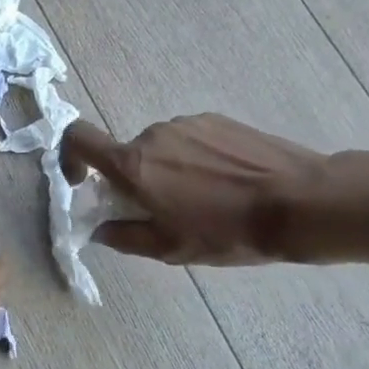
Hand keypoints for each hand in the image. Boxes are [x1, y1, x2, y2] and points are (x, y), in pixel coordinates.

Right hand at [61, 116, 324, 265]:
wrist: (299, 202)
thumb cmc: (227, 231)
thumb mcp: (170, 248)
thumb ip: (124, 236)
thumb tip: (101, 229)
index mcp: (134, 164)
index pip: (78, 138)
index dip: (70, 157)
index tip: (83, 182)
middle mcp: (153, 134)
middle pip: (126, 154)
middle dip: (134, 181)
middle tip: (164, 212)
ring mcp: (188, 123)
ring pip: (160, 149)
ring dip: (167, 172)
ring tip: (203, 201)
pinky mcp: (218, 120)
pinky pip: (190, 140)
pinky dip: (195, 161)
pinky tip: (225, 185)